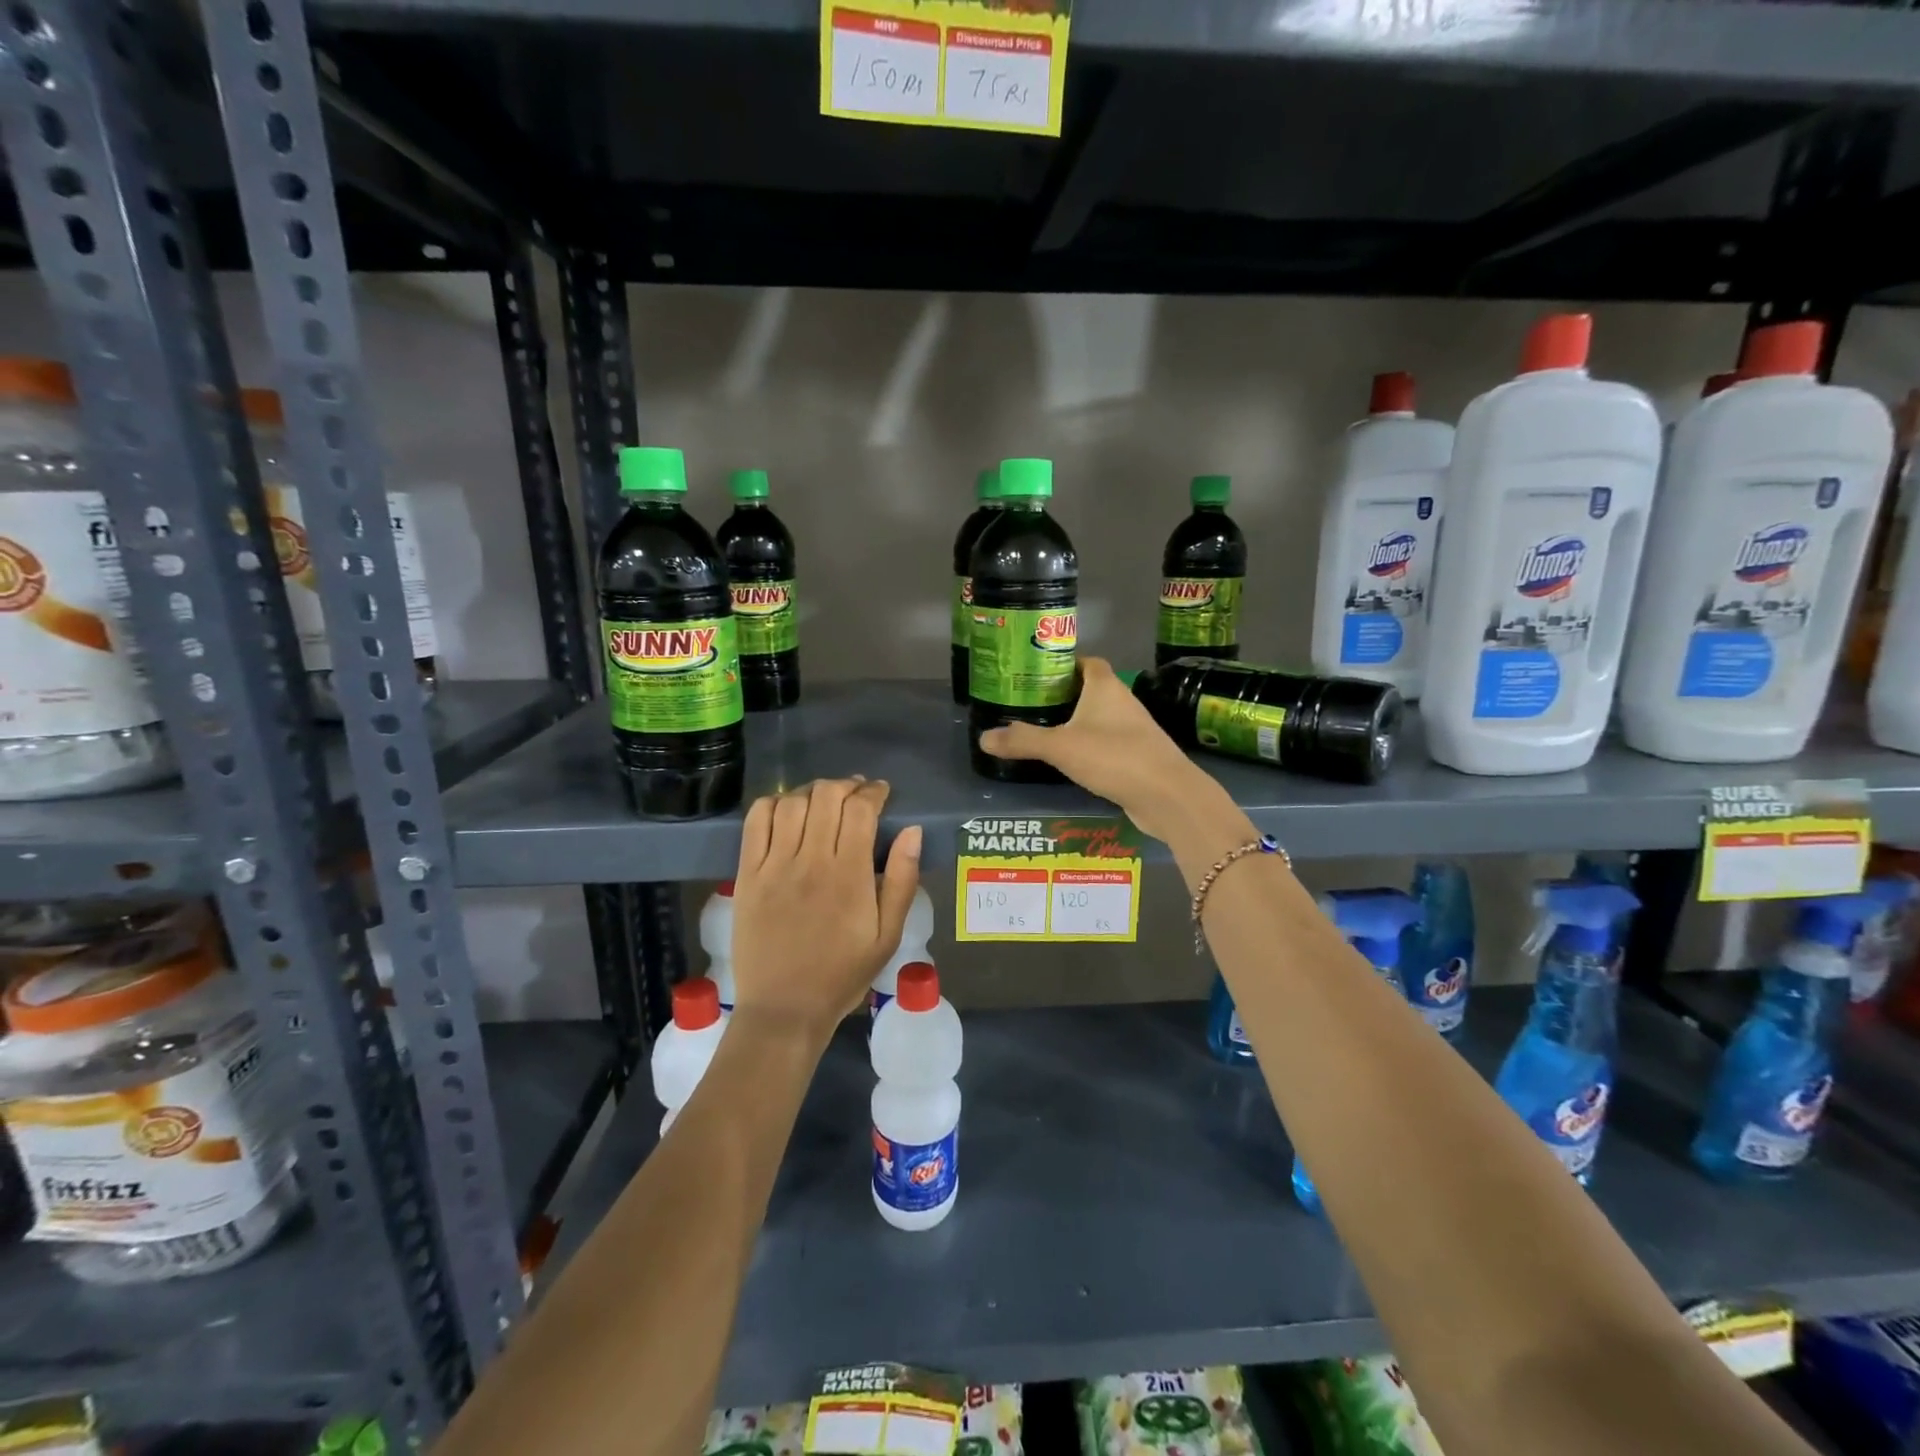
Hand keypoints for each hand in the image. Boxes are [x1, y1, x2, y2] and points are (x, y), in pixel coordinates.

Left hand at [729, 778, 923, 1043]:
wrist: (785, 1008)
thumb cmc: (843, 974)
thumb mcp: (888, 935)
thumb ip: (903, 881)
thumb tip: (913, 832)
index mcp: (849, 875)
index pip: (860, 810)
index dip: (873, 792)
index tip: (881, 793)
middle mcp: (810, 861)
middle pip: (826, 796)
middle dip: (846, 785)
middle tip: (856, 794)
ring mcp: (774, 866)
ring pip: (791, 803)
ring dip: (812, 791)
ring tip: (824, 800)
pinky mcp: (747, 874)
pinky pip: (755, 822)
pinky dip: (772, 804)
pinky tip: (786, 809)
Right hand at [978, 657, 1219, 841]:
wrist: (1168, 795)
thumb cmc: (1114, 757)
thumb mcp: (1060, 747)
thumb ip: (1022, 740)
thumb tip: (983, 738)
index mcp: (1105, 687)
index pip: (1087, 662)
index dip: (1065, 664)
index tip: (1038, 674)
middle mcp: (1123, 702)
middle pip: (1092, 690)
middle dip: (1065, 695)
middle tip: (1032, 705)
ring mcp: (1135, 730)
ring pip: (1101, 719)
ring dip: (1078, 723)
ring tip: (1046, 732)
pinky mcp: (1139, 756)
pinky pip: (1109, 744)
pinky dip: (1091, 748)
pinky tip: (1072, 762)